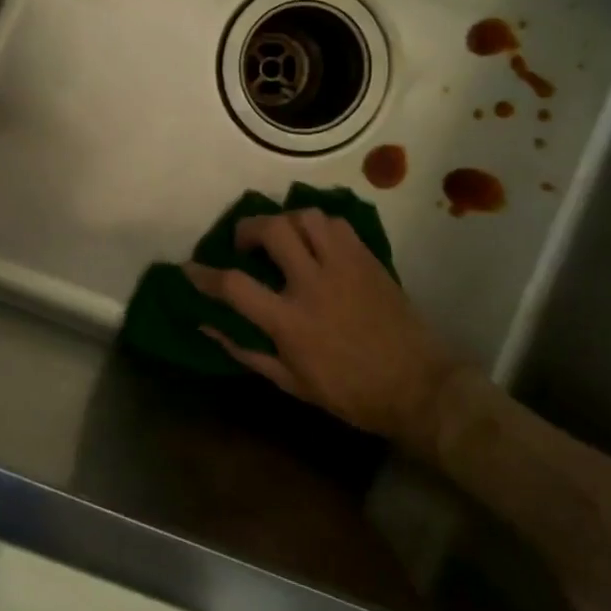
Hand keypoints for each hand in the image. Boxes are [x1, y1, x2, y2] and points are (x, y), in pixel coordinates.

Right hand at [185, 210, 463, 452]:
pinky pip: (336, 224)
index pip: (234, 285)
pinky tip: (315, 241)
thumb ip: (247, 351)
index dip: (204, 274)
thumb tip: (208, 325)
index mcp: (290, 321)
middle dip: (247, 228)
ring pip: (306, 217)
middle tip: (244, 243)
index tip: (190, 268)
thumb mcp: (291, 383)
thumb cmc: (351, 393)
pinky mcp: (368, 259)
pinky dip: (317, 225)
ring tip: (281, 236)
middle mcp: (313, 283)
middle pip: (271, 230)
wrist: (420, 387)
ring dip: (284, 221)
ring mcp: (344, 266)